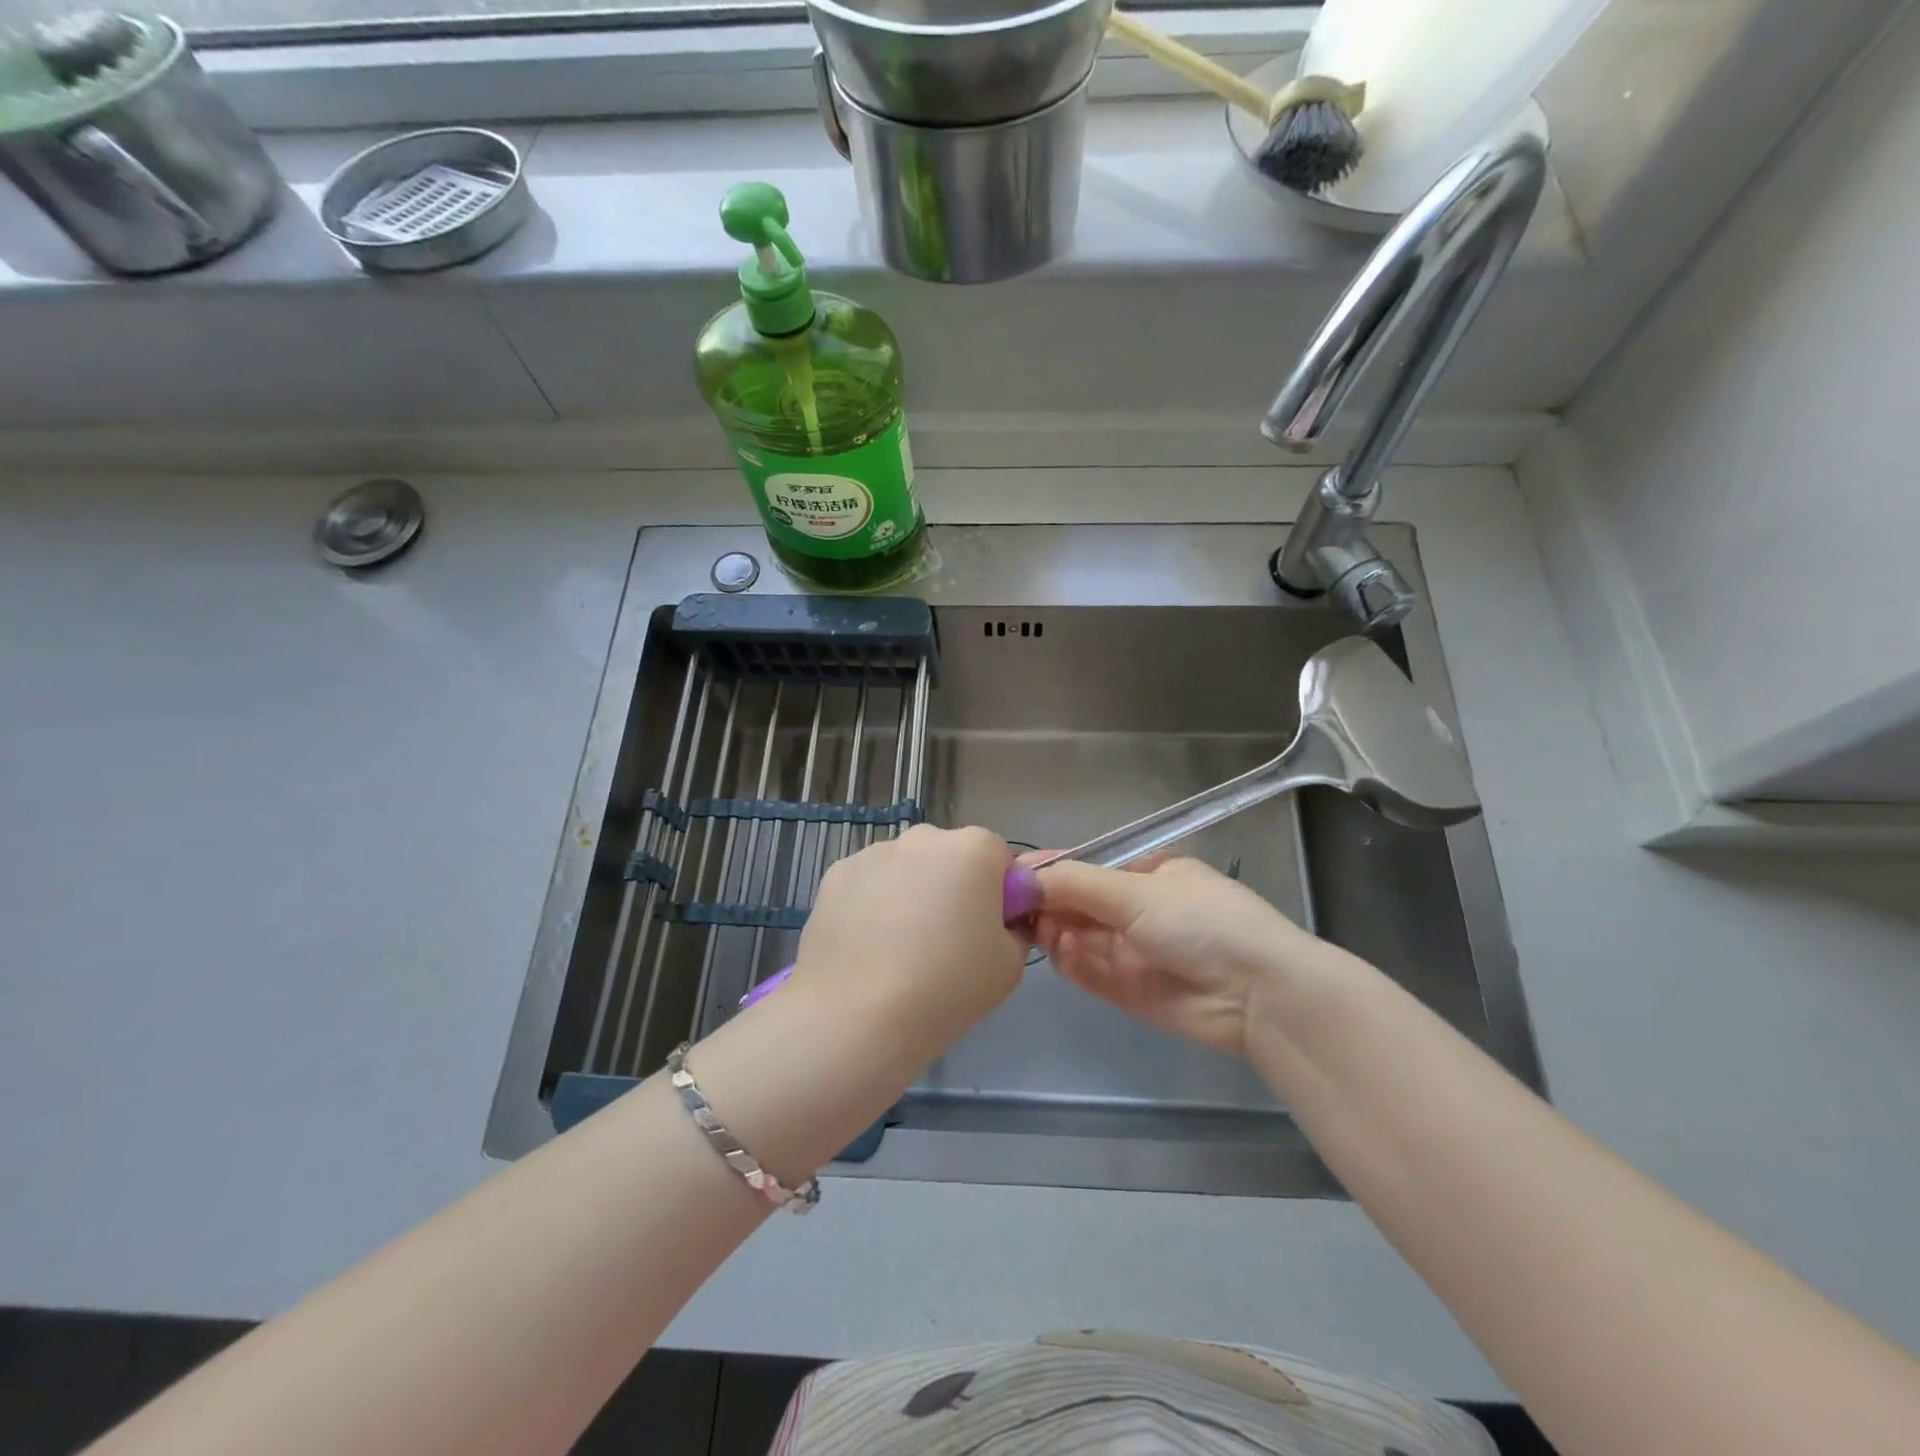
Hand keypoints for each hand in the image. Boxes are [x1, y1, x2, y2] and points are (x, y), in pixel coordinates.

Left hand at [790, 825, 1025, 1064]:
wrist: (857, 1016)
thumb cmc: (946, 988)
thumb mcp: (1010, 965)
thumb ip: (1014, 928)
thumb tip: (999, 920)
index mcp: (974, 849)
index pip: (998, 857)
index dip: (998, 892)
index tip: (988, 930)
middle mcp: (924, 837)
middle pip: (949, 856)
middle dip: (951, 886)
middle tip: (945, 942)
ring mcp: (874, 852)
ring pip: (905, 868)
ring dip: (909, 893)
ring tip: (898, 950)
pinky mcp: (835, 874)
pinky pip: (868, 883)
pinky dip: (871, 904)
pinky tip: (866, 947)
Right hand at [1032, 856, 1322, 1057]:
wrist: (1258, 994)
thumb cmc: (1200, 922)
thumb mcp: (1135, 891)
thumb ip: (1074, 884)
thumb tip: (1021, 877)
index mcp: (1148, 874)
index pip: (1087, 868)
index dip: (1050, 870)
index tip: (1012, 876)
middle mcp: (1138, 909)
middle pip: (1077, 903)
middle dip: (1046, 902)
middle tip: (1011, 907)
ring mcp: (1132, 950)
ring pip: (1077, 937)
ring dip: (1054, 930)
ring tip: (1037, 928)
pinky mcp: (1128, 990)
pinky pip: (1087, 970)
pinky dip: (1069, 960)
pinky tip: (1059, 949)